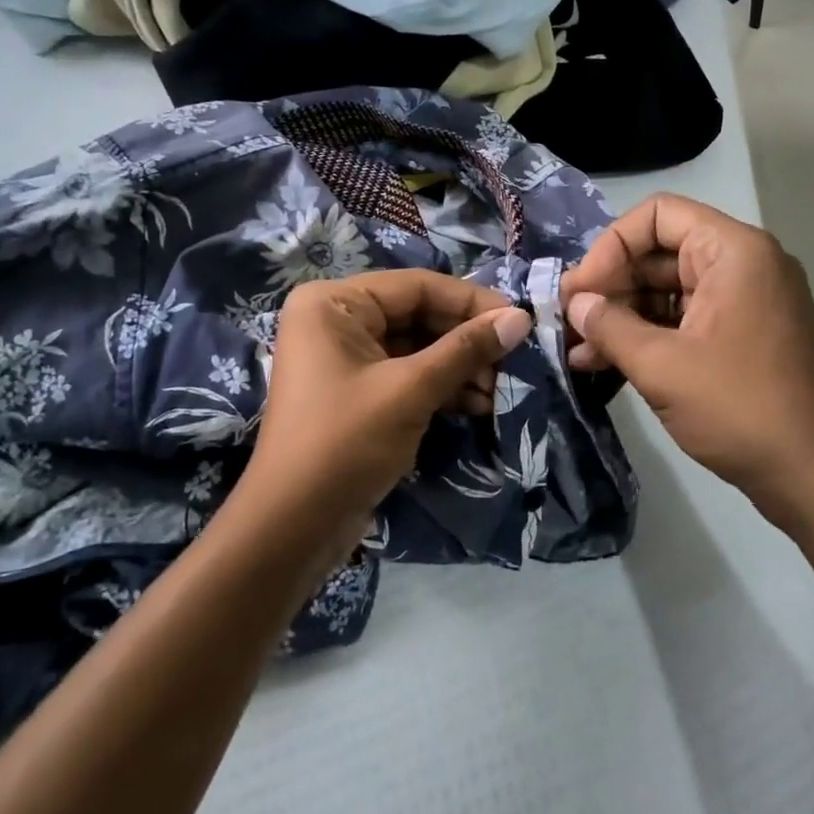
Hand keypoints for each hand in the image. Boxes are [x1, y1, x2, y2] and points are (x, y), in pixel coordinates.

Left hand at [239, 270, 530, 560]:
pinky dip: (442, 387)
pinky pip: (408, 374)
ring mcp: (346, 358)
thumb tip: (520, 318)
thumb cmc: (345, 443)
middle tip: (514, 360)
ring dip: (460, 367)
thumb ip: (466, 349)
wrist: (293, 527)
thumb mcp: (410, 390)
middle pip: (419, 315)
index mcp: (334, 303)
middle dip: (467, 340)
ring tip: (500, 390)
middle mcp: (337, 320)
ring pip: (418, 347)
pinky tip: (478, 405)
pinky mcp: (358, 392)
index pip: (417, 286)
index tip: (518, 320)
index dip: (471, 302)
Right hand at [563, 195, 813, 536]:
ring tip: (578, 350)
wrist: (813, 476)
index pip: (658, 215)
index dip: (611, 246)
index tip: (582, 291)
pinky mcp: (742, 334)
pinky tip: (605, 362)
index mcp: (733, 251)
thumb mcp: (661, 365)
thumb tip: (576, 303)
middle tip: (568, 321)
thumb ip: (609, 326)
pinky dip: (647, 335)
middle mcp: (744, 264)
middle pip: (660, 252)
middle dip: (611, 286)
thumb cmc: (738, 408)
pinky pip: (685, 317)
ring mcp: (746, 300)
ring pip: (668, 289)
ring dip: (622, 316)